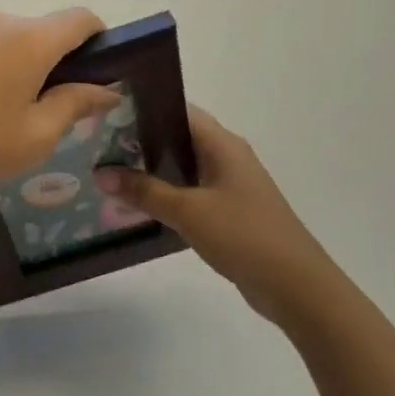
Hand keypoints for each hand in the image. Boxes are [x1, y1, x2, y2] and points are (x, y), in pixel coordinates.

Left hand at [0, 9, 122, 205]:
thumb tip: (108, 90)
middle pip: (37, 30)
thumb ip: (77, 104)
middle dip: (48, 59)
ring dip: (8, 61)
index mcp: (29, 41)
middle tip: (40, 104)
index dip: (97, 38)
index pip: (80, 19)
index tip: (94, 67)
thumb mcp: (38, 136)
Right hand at [95, 105, 338, 323]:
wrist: (295, 285)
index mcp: (223, 145)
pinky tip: (139, 205)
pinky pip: (191, 193)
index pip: (179, 112)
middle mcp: (227, 157)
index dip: (144, 109)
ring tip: (110, 173)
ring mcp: (230, 186)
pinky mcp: (230, 212)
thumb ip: (143, 191)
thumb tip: (100, 173)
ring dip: (151, 171)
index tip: (107, 115)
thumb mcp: (187, 211)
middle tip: (99, 147)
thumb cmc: (243, 235)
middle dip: (141, 141)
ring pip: (183, 168)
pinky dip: (166, 194)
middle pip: (178, 139)